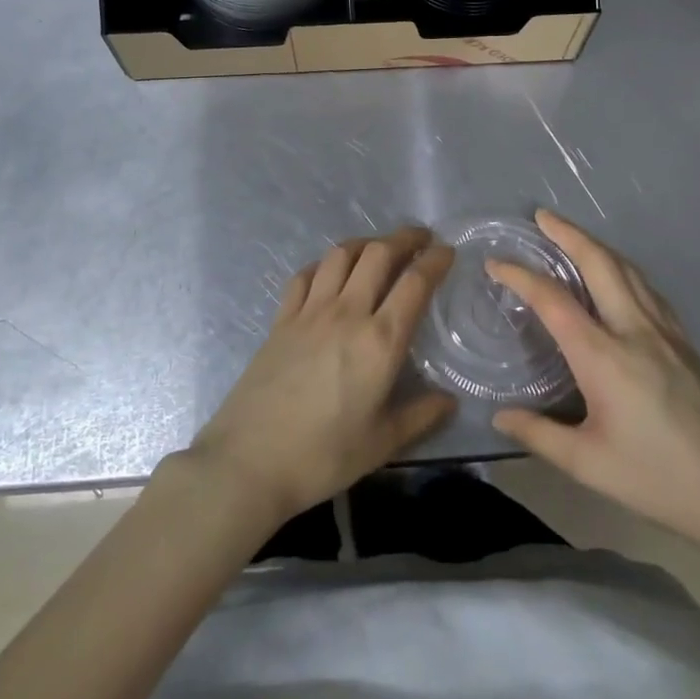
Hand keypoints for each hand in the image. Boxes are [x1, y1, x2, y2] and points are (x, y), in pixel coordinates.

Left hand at [186, 227, 456, 529]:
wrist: (250, 460)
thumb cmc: (324, 456)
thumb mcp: (382, 443)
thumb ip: (421, 416)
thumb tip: (449, 401)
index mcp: (380, 341)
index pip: (414, 283)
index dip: (434, 260)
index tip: (447, 251)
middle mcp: (347, 313)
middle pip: (378, 254)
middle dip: (404, 238)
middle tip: (420, 238)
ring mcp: (310, 311)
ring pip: (340, 255)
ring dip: (365, 243)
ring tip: (378, 249)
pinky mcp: (281, 319)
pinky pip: (305, 275)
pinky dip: (323, 265)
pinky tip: (329, 273)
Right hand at [489, 210, 699, 559]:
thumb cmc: (660, 479)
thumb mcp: (589, 465)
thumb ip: (539, 434)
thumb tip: (499, 416)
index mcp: (604, 356)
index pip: (553, 300)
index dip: (520, 276)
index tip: (495, 263)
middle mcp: (634, 330)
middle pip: (599, 263)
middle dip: (568, 233)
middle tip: (541, 216)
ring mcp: (665, 332)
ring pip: (627, 270)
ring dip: (596, 245)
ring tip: (573, 237)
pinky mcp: (685, 342)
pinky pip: (646, 288)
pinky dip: (622, 268)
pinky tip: (618, 277)